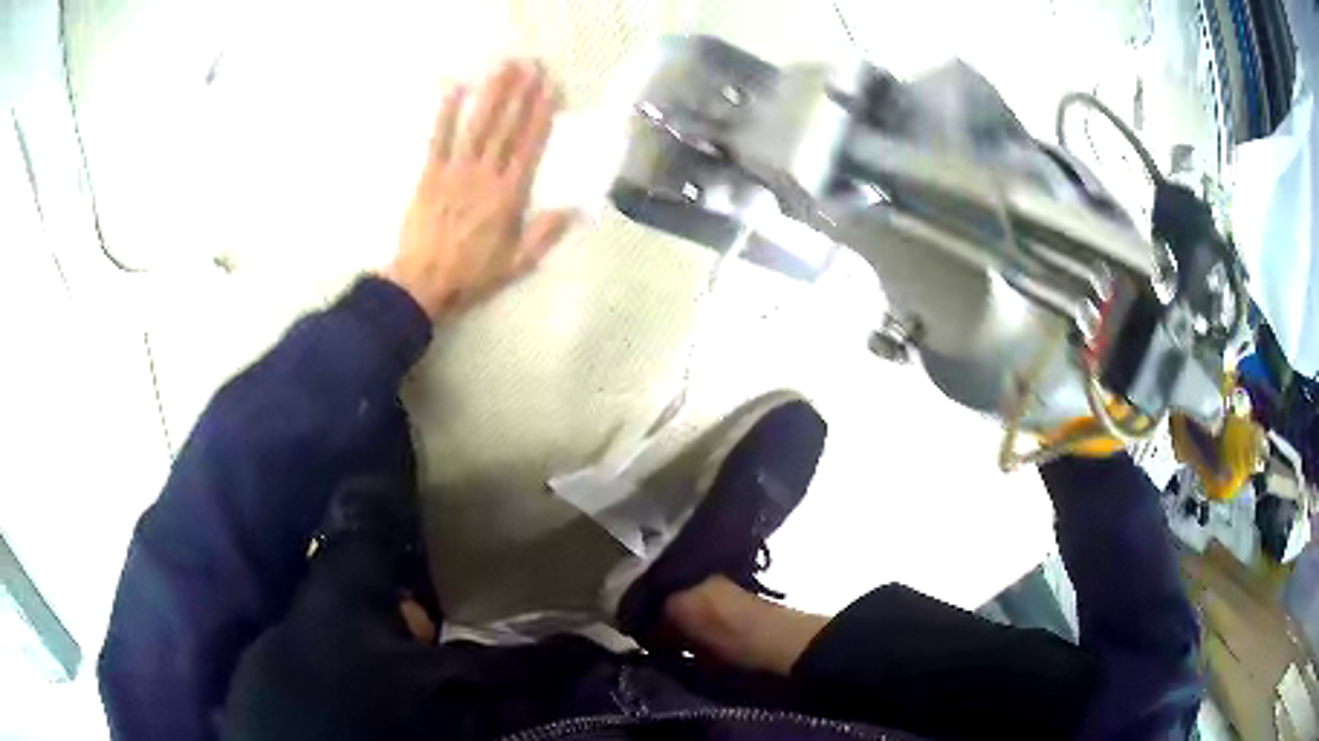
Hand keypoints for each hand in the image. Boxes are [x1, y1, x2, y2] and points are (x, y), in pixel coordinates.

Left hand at [382, 60, 573, 318]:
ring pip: (477, 125)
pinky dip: (446, 112)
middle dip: (521, 92)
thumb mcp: (517, 263)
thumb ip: (545, 234)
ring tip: (504, 66)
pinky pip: (438, 138)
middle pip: (506, 126)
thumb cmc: (471, 275)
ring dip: (491, 93)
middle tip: (532, 63)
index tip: (552, 88)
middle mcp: (485, 174)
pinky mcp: (429, 174)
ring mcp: (455, 171)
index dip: (542, 114)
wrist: (422, 283)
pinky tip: (454, 88)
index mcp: (509, 195)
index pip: (530, 145)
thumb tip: (577, 208)